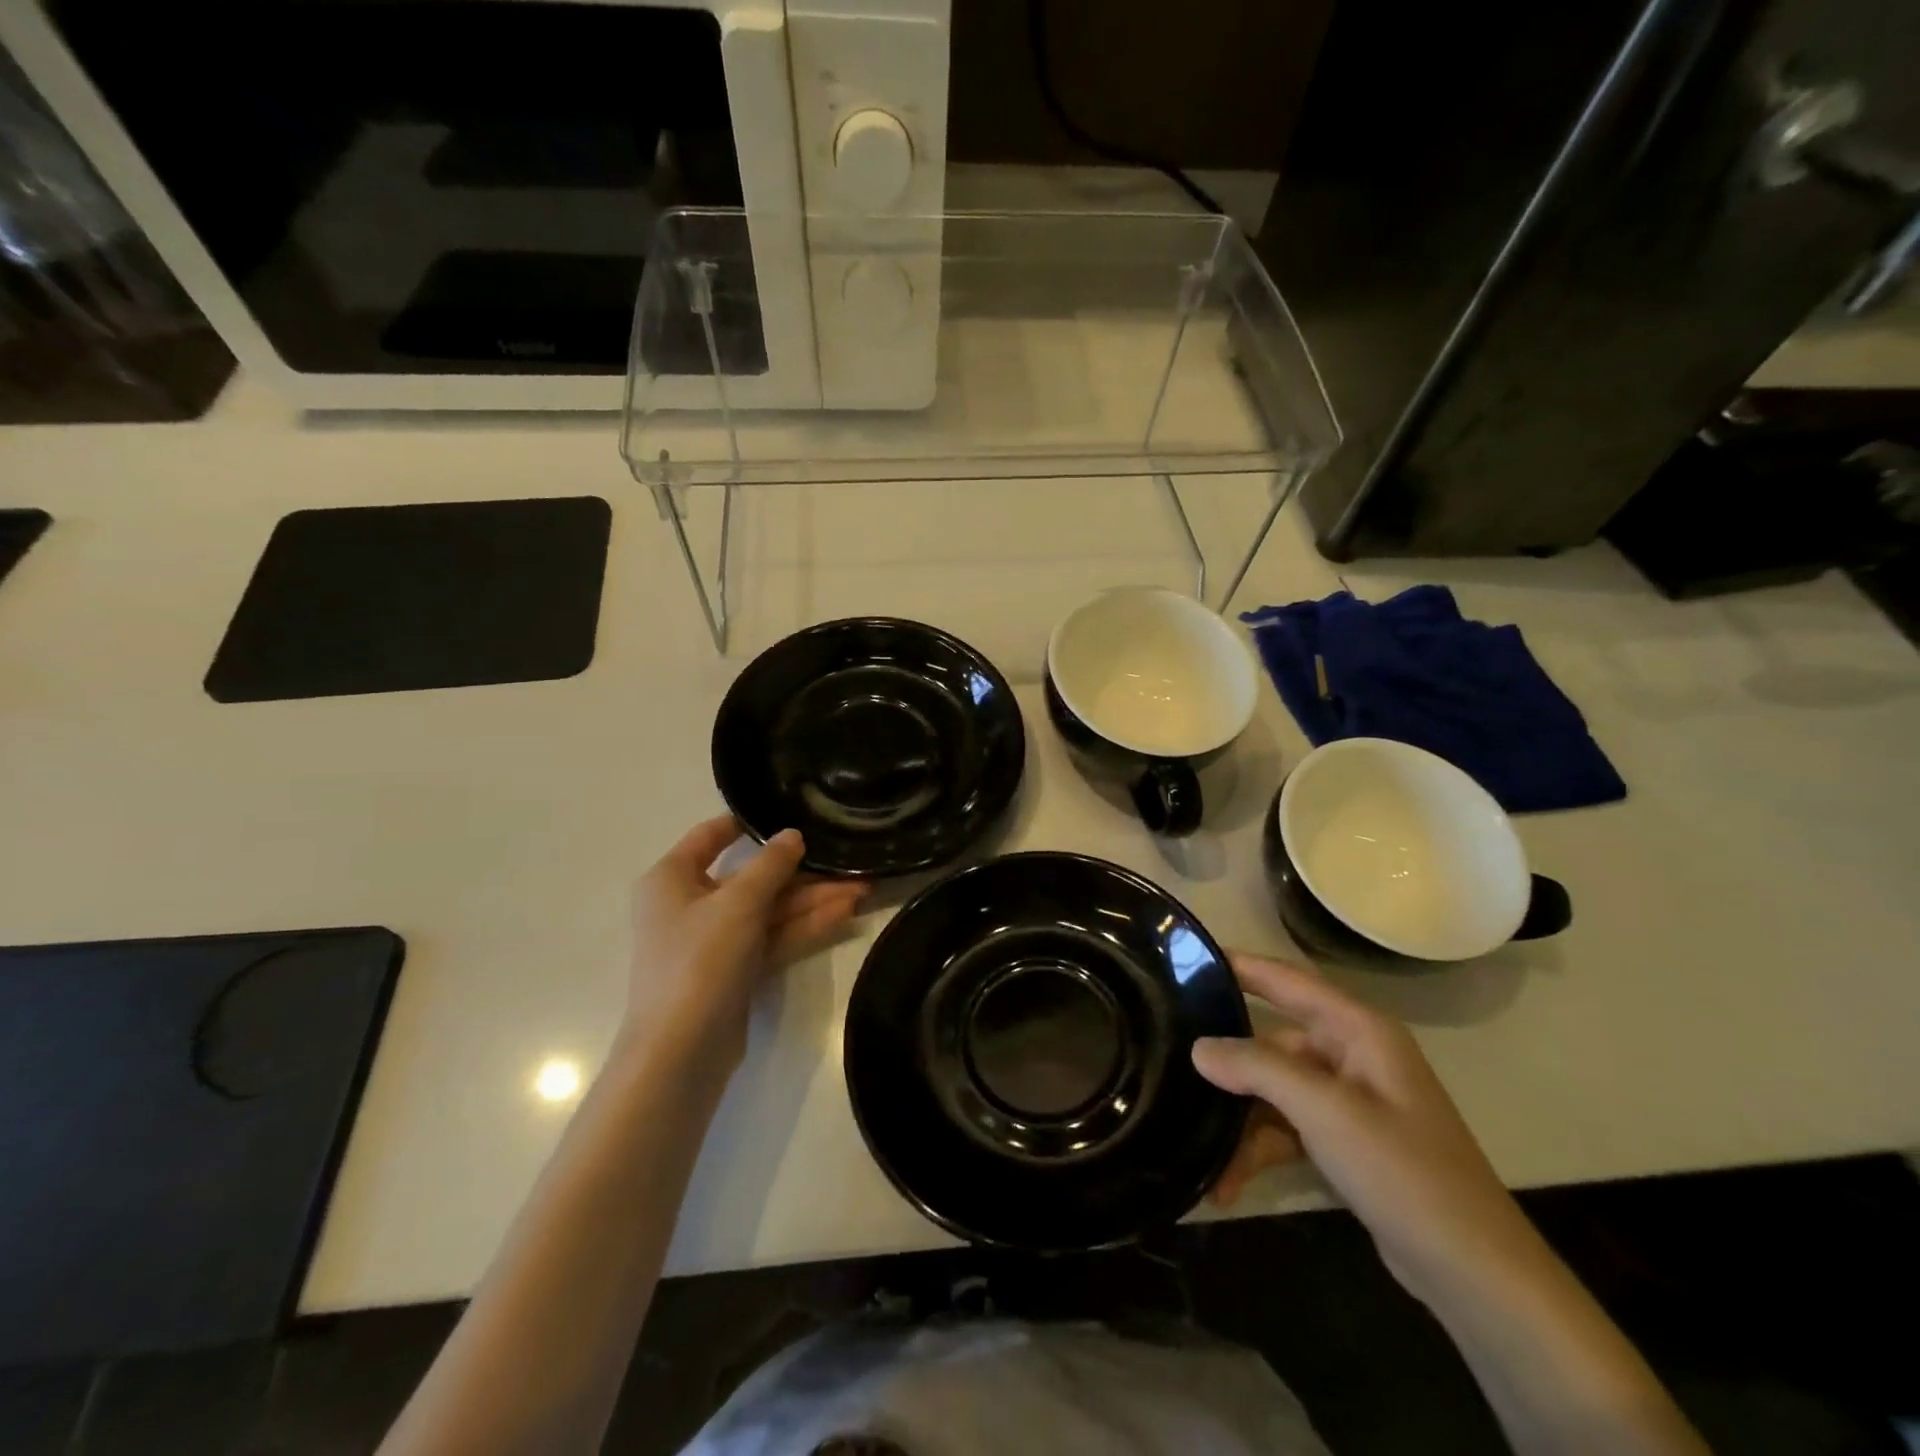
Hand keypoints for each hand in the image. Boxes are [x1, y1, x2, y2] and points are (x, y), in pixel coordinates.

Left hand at [628, 816, 866, 1063]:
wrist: (681, 1053)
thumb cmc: (698, 961)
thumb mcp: (738, 903)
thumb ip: (770, 865)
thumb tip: (793, 835)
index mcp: (672, 878)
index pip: (710, 836)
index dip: (747, 823)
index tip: (789, 810)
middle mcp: (690, 904)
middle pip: (752, 877)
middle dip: (801, 873)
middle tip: (848, 863)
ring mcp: (714, 940)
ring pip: (769, 910)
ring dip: (812, 901)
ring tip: (862, 889)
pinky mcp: (735, 970)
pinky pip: (773, 937)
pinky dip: (804, 927)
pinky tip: (844, 914)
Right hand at [1193, 953, 1542, 1306]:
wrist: (1474, 1273)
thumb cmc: (1403, 1171)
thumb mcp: (1324, 1111)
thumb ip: (1257, 1069)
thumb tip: (1197, 1047)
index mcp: (1357, 1029)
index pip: (1286, 979)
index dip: (1238, 964)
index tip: (1187, 955)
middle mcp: (1350, 1053)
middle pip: (1272, 1041)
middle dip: (1227, 1063)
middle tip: (1169, 1057)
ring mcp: (1348, 1099)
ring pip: (1274, 1090)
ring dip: (1239, 1121)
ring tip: (1198, 1148)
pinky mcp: (1344, 1140)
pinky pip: (1286, 1127)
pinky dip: (1258, 1150)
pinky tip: (1225, 1183)